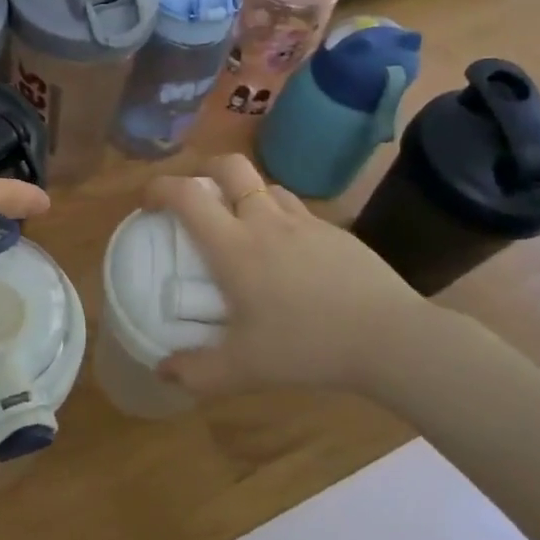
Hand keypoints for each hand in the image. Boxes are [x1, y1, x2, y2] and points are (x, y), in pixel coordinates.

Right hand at [143, 154, 456, 396]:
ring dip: (246, 194)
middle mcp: (265, 222)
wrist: (391, 338)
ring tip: (243, 226)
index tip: (148, 203)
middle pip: (230, 167)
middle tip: (198, 199)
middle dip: (205, 171)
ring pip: (266, 186)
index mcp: (234, 246)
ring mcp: (305, 222)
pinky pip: (298, 211)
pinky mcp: (337, 232)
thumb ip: (197, 372)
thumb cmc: (307, 346)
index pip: (187, 195)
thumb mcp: (244, 369)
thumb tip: (163, 371)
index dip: (160, 188)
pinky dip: (280, 218)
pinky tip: (289, 255)